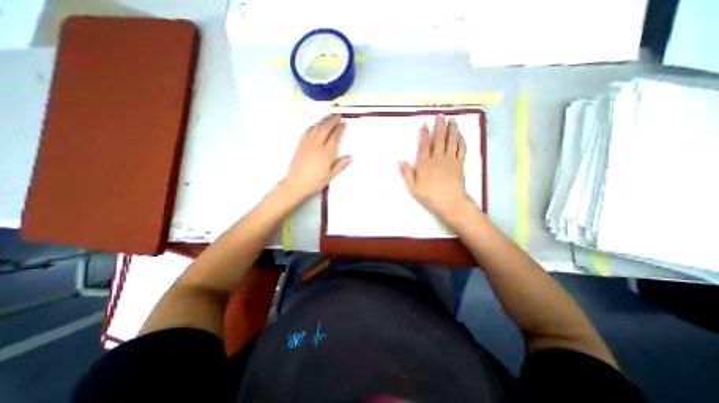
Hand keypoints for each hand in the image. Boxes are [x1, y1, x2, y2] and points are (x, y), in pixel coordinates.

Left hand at [281, 113, 350, 200]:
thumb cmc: (315, 181)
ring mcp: (307, 143)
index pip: (335, 137)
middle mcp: (317, 145)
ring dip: (324, 121)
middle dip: (332, 120)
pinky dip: (314, 126)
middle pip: (326, 129)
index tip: (344, 123)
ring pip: (317, 128)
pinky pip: (308, 131)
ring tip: (329, 117)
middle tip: (338, 114)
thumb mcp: (331, 175)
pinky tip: (317, 125)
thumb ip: (341, 165)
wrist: (296, 183)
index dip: (340, 129)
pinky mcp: (300, 145)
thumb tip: (352, 157)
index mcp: (326, 153)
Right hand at [399, 116, 471, 222]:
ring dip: (452, 130)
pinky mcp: (460, 164)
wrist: (452, 204)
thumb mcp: (413, 188)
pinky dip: (462, 141)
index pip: (424, 145)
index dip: (424, 133)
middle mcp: (438, 158)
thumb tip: (400, 161)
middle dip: (440, 126)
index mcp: (425, 164)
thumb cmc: (430, 197)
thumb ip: (406, 174)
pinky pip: (462, 149)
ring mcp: (450, 160)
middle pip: (439, 139)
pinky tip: (461, 136)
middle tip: (441, 115)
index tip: (424, 124)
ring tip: (452, 121)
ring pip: (452, 141)